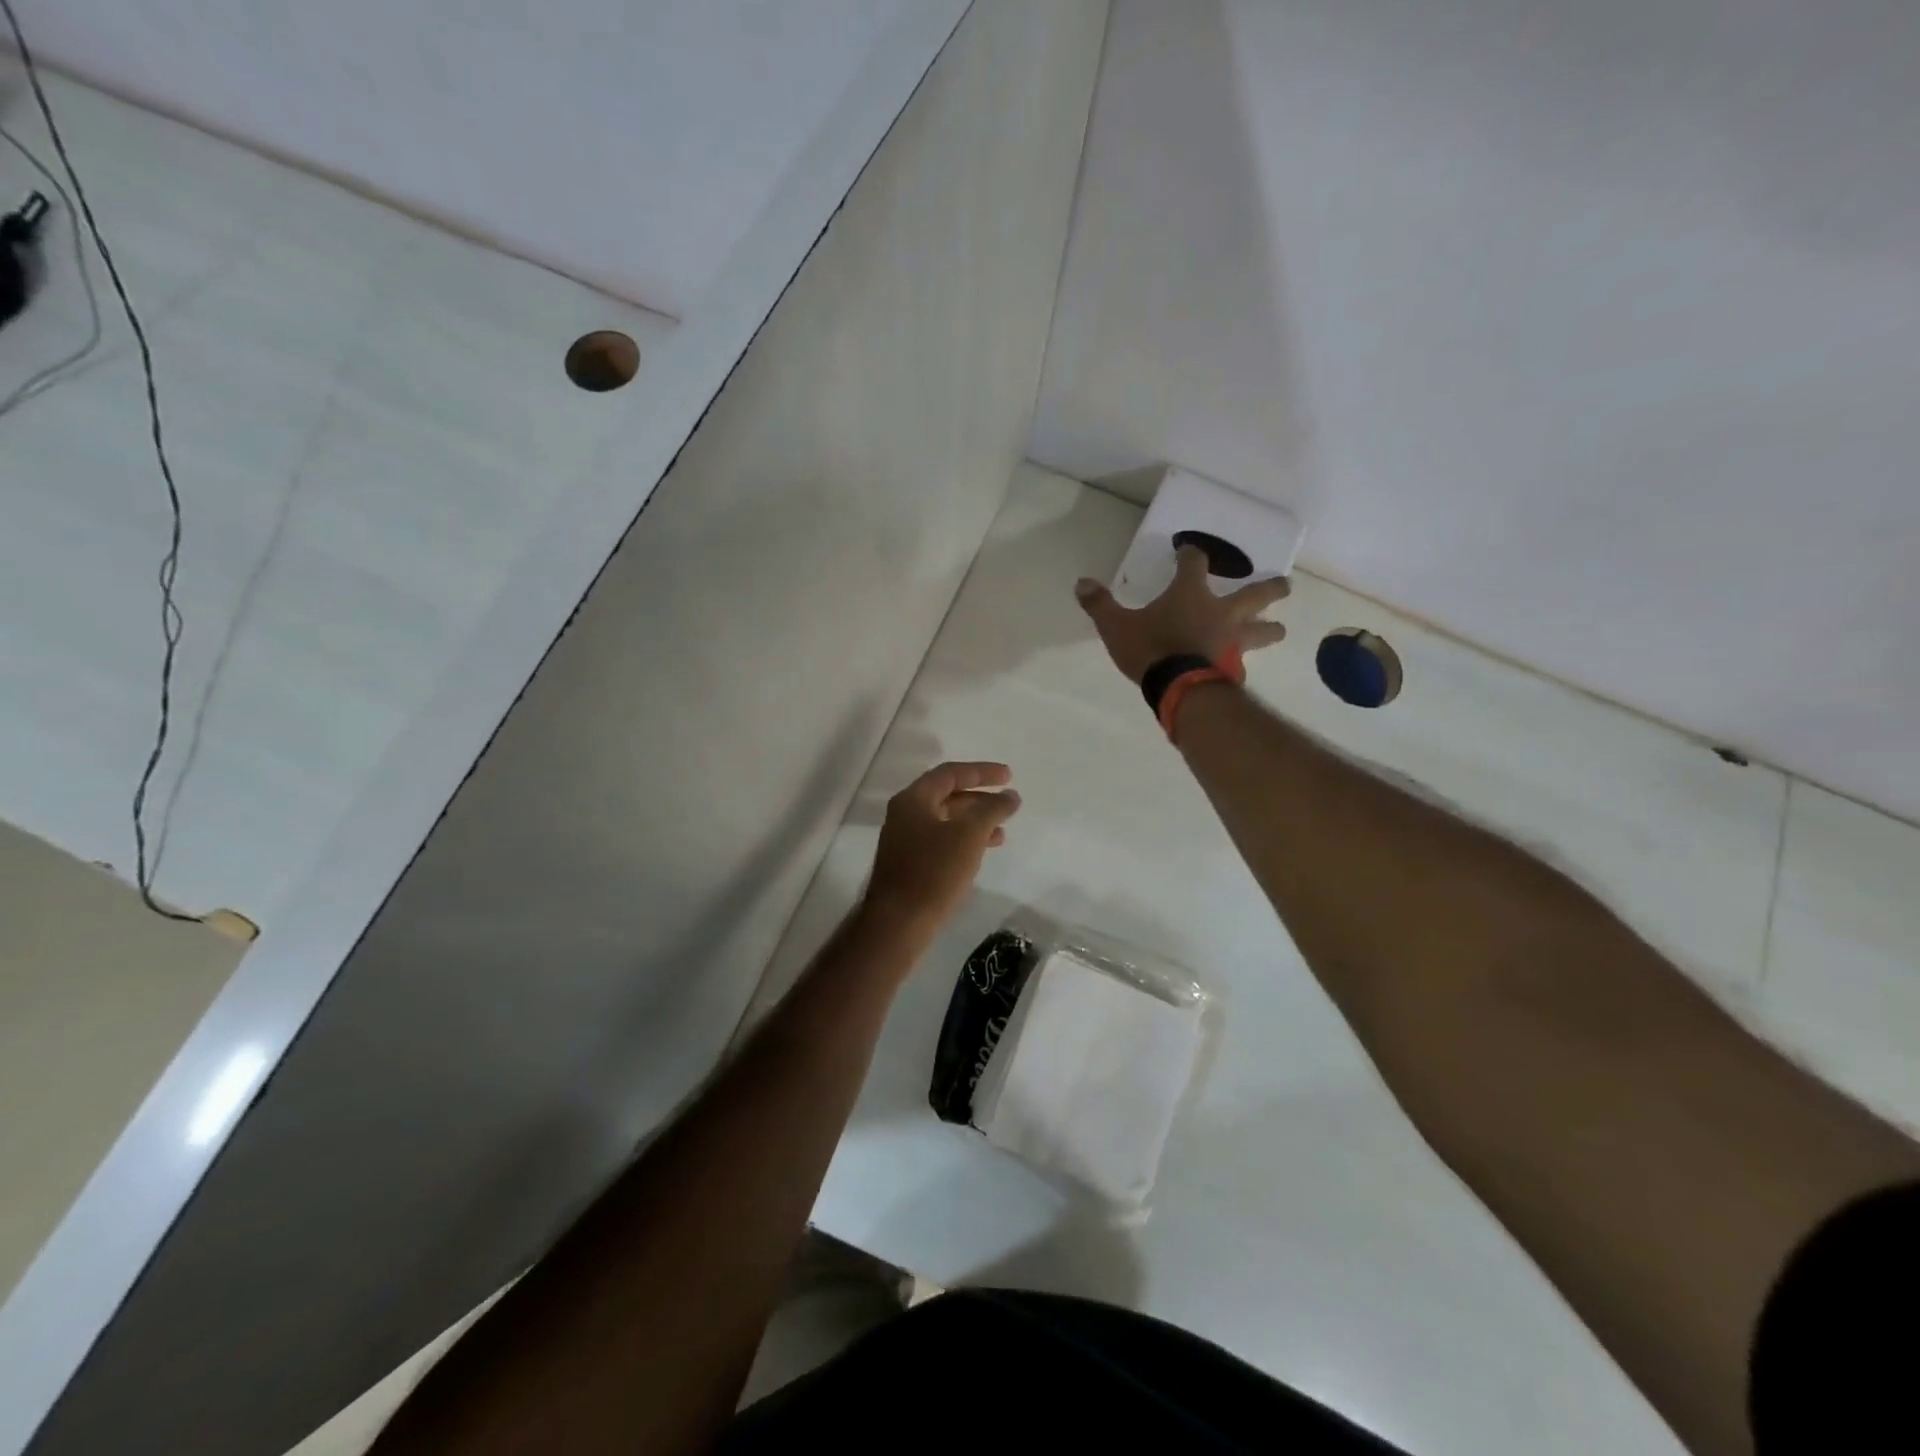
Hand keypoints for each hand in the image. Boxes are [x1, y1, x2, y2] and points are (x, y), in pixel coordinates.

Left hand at [863, 762, 1020, 934]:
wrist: (898, 923)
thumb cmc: (933, 872)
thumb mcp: (968, 835)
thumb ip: (992, 810)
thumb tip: (1009, 795)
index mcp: (913, 800)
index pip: (950, 773)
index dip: (981, 772)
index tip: (1009, 776)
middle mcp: (905, 815)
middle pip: (947, 795)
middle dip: (979, 797)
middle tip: (1008, 801)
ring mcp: (905, 840)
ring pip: (946, 821)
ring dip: (975, 821)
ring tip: (1002, 831)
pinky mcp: (910, 864)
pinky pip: (942, 841)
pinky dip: (964, 840)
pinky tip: (982, 852)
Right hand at [1074, 547, 1289, 683]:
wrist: (1179, 689)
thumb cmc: (1150, 649)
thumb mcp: (1116, 626)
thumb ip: (1100, 605)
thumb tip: (1081, 583)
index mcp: (1190, 594)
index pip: (1195, 563)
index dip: (1191, 554)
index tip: (1188, 552)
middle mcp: (1221, 612)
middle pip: (1257, 593)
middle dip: (1271, 588)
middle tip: (1285, 586)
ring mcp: (1233, 641)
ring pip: (1264, 631)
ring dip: (1272, 628)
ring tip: (1278, 629)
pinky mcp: (1235, 669)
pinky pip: (1243, 664)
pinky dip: (1242, 664)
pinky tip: (1240, 669)